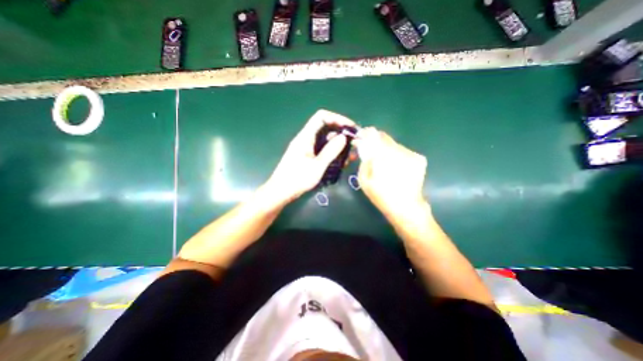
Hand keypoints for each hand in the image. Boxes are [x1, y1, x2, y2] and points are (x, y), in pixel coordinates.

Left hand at [265, 109, 355, 205]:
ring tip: (352, 154)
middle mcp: (306, 139)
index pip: (321, 117)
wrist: (281, 192)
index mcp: (305, 137)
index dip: (337, 118)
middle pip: (326, 128)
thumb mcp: (317, 166)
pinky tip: (342, 162)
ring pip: (326, 141)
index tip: (351, 127)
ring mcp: (307, 148)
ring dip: (339, 145)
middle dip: (341, 133)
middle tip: (355, 143)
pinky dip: (333, 153)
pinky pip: (323, 150)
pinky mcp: (308, 157)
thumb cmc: (297, 179)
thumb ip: (331, 151)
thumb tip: (344, 137)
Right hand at [354, 128, 428, 218]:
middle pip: (384, 138)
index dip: (366, 134)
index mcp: (383, 156)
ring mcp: (411, 154)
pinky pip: (403, 151)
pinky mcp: (420, 158)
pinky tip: (395, 167)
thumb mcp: (364, 179)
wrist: (406, 208)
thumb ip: (364, 160)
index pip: (374, 135)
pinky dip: (396, 155)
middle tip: (371, 152)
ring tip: (384, 163)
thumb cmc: (381, 196)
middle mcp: (399, 151)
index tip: (361, 138)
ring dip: (386, 150)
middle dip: (375, 142)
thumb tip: (364, 147)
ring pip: (394, 144)